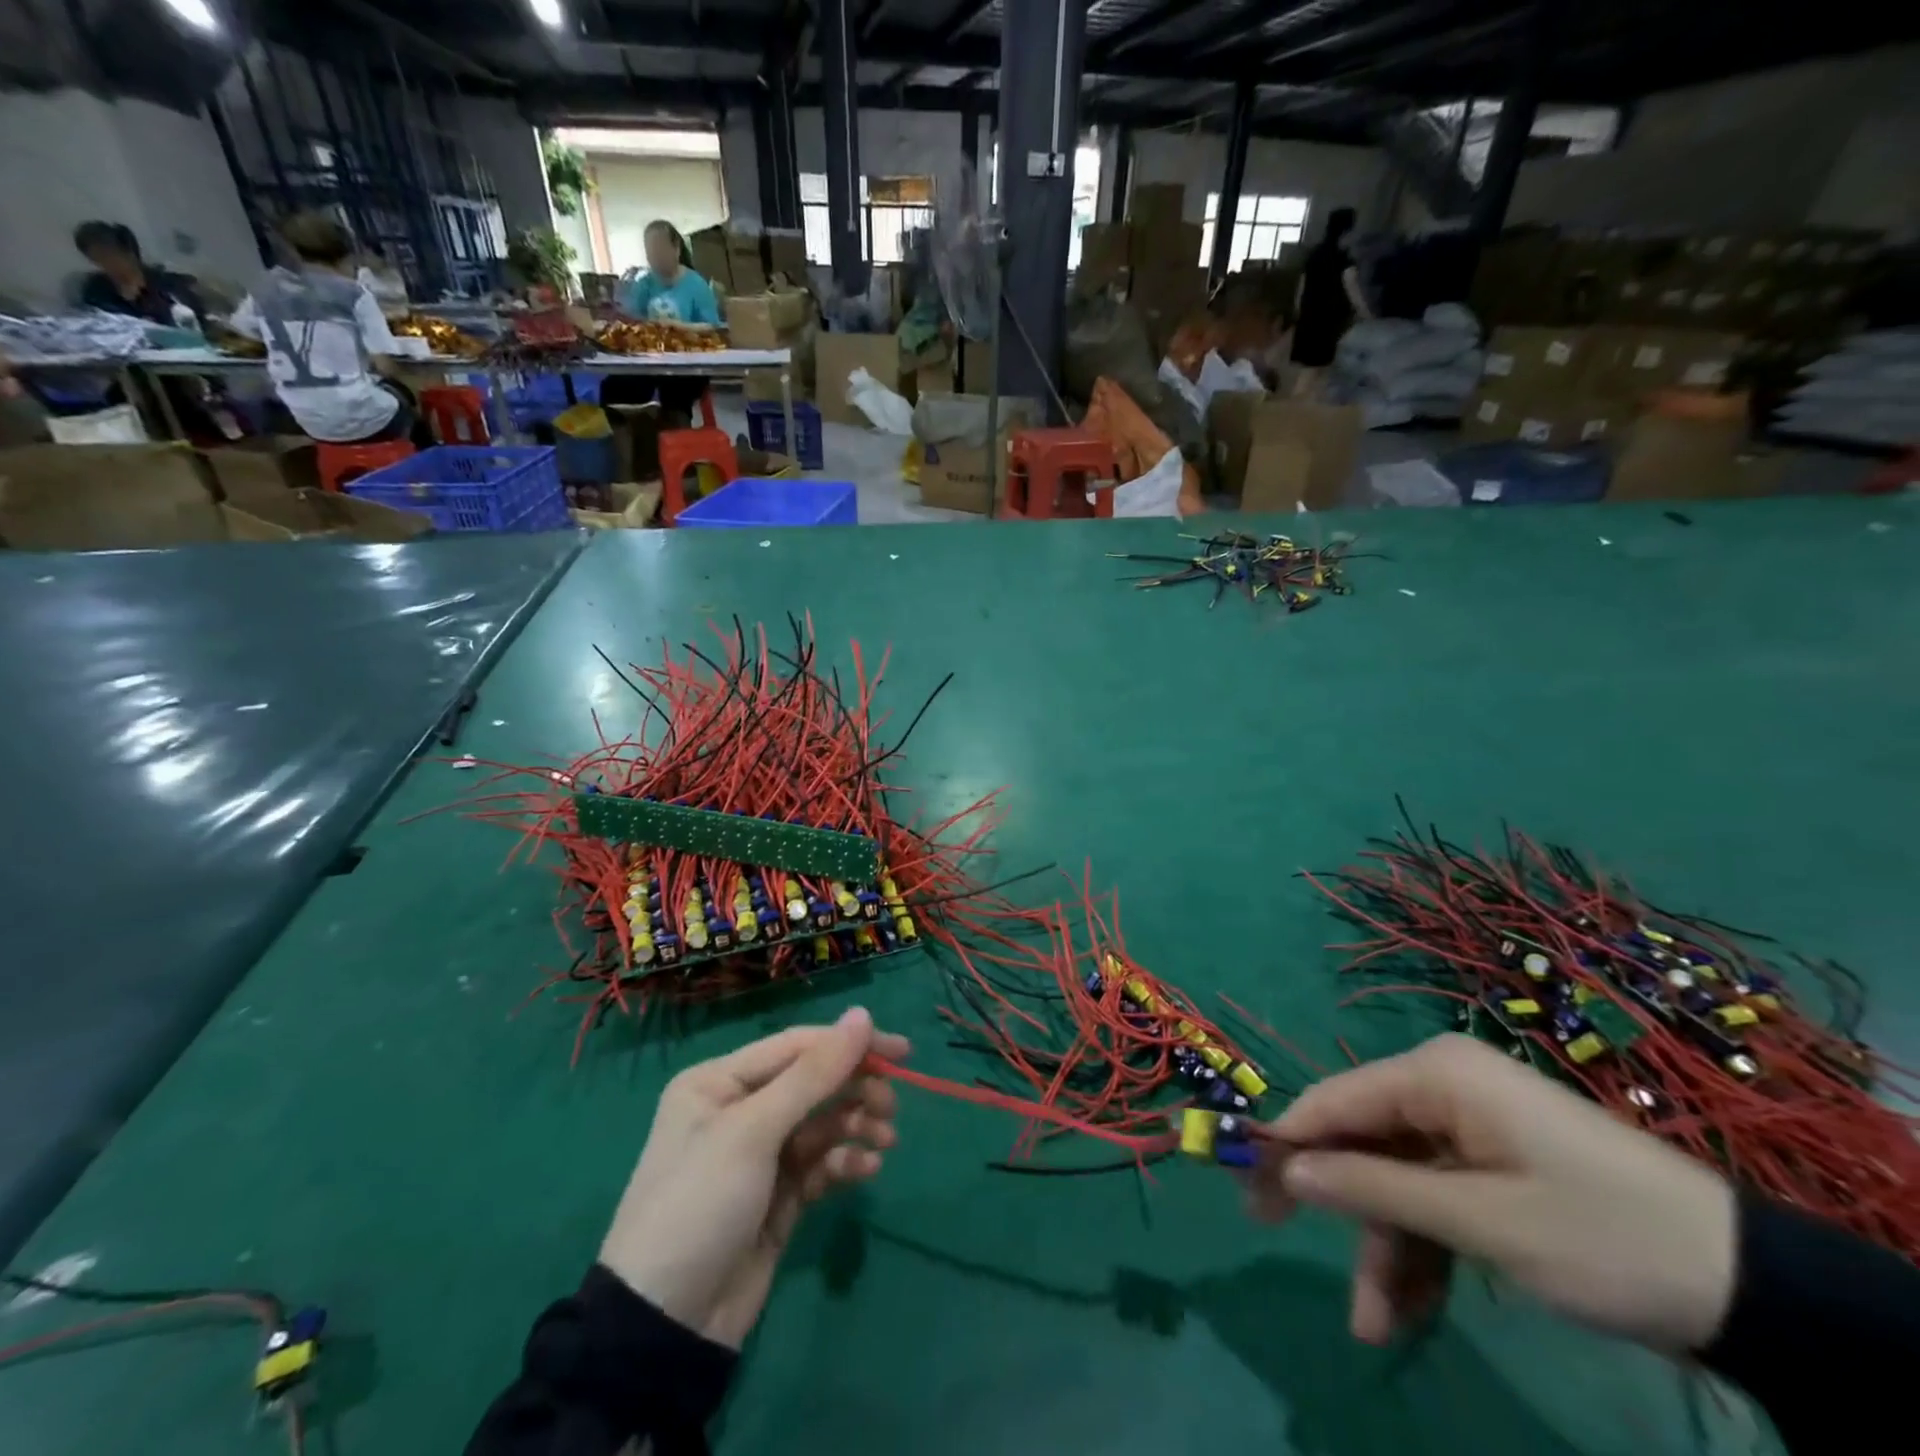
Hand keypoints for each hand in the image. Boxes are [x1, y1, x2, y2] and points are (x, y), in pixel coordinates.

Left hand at [599, 1006, 906, 1348]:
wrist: (665, 1328)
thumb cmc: (701, 1204)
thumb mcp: (753, 1132)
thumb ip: (814, 1073)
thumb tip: (862, 1013)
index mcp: (720, 1081)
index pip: (797, 1046)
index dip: (849, 1044)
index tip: (901, 1051)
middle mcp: (740, 1109)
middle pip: (813, 1083)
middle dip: (855, 1089)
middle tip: (891, 1106)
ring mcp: (760, 1155)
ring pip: (823, 1122)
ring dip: (856, 1125)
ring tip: (884, 1140)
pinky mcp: (779, 1195)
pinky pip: (822, 1163)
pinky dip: (845, 1162)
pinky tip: (867, 1170)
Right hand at [1248, 1033, 1736, 1353]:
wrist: (1752, 1289)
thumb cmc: (1602, 1235)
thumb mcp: (1481, 1221)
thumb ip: (1374, 1188)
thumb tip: (1287, 1168)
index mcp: (1434, 1073)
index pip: (1334, 1100)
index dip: (1286, 1141)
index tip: (1243, 1182)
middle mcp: (1441, 1086)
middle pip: (1360, 1140)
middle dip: (1333, 1202)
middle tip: (1269, 1232)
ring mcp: (1468, 1127)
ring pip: (1395, 1180)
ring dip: (1382, 1248)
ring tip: (1373, 1325)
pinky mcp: (1491, 1165)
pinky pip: (1434, 1199)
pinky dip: (1421, 1252)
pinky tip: (1408, 1311)